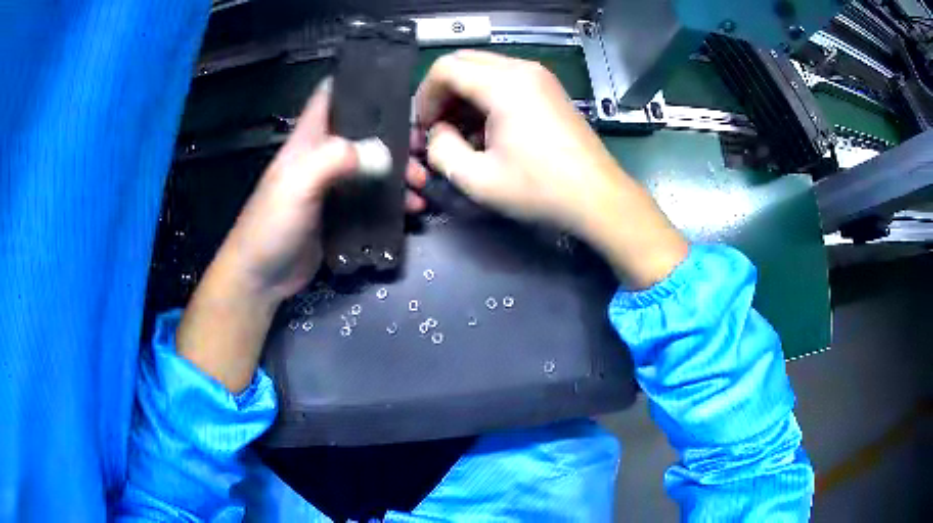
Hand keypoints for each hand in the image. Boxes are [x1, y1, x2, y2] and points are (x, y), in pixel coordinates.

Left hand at [216, 79, 427, 303]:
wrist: (261, 277)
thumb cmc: (271, 224)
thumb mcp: (298, 184)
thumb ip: (334, 159)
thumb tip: (383, 151)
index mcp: (309, 140)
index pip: (333, 97)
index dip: (361, 85)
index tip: (396, 86)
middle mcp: (323, 157)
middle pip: (364, 133)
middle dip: (394, 136)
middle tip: (421, 148)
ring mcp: (334, 186)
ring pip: (374, 166)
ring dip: (400, 171)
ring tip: (422, 182)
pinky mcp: (342, 214)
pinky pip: (374, 199)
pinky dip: (395, 200)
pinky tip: (413, 208)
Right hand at [414, 50, 687, 287]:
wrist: (598, 197)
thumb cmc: (540, 189)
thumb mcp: (477, 178)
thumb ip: (440, 150)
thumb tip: (437, 134)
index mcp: (504, 84)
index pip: (445, 68)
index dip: (425, 96)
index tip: (424, 128)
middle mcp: (522, 69)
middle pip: (464, 62)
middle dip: (442, 93)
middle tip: (437, 127)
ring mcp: (540, 77)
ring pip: (484, 70)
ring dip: (463, 96)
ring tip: (460, 133)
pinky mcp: (549, 90)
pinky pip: (505, 81)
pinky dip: (486, 98)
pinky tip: (486, 131)